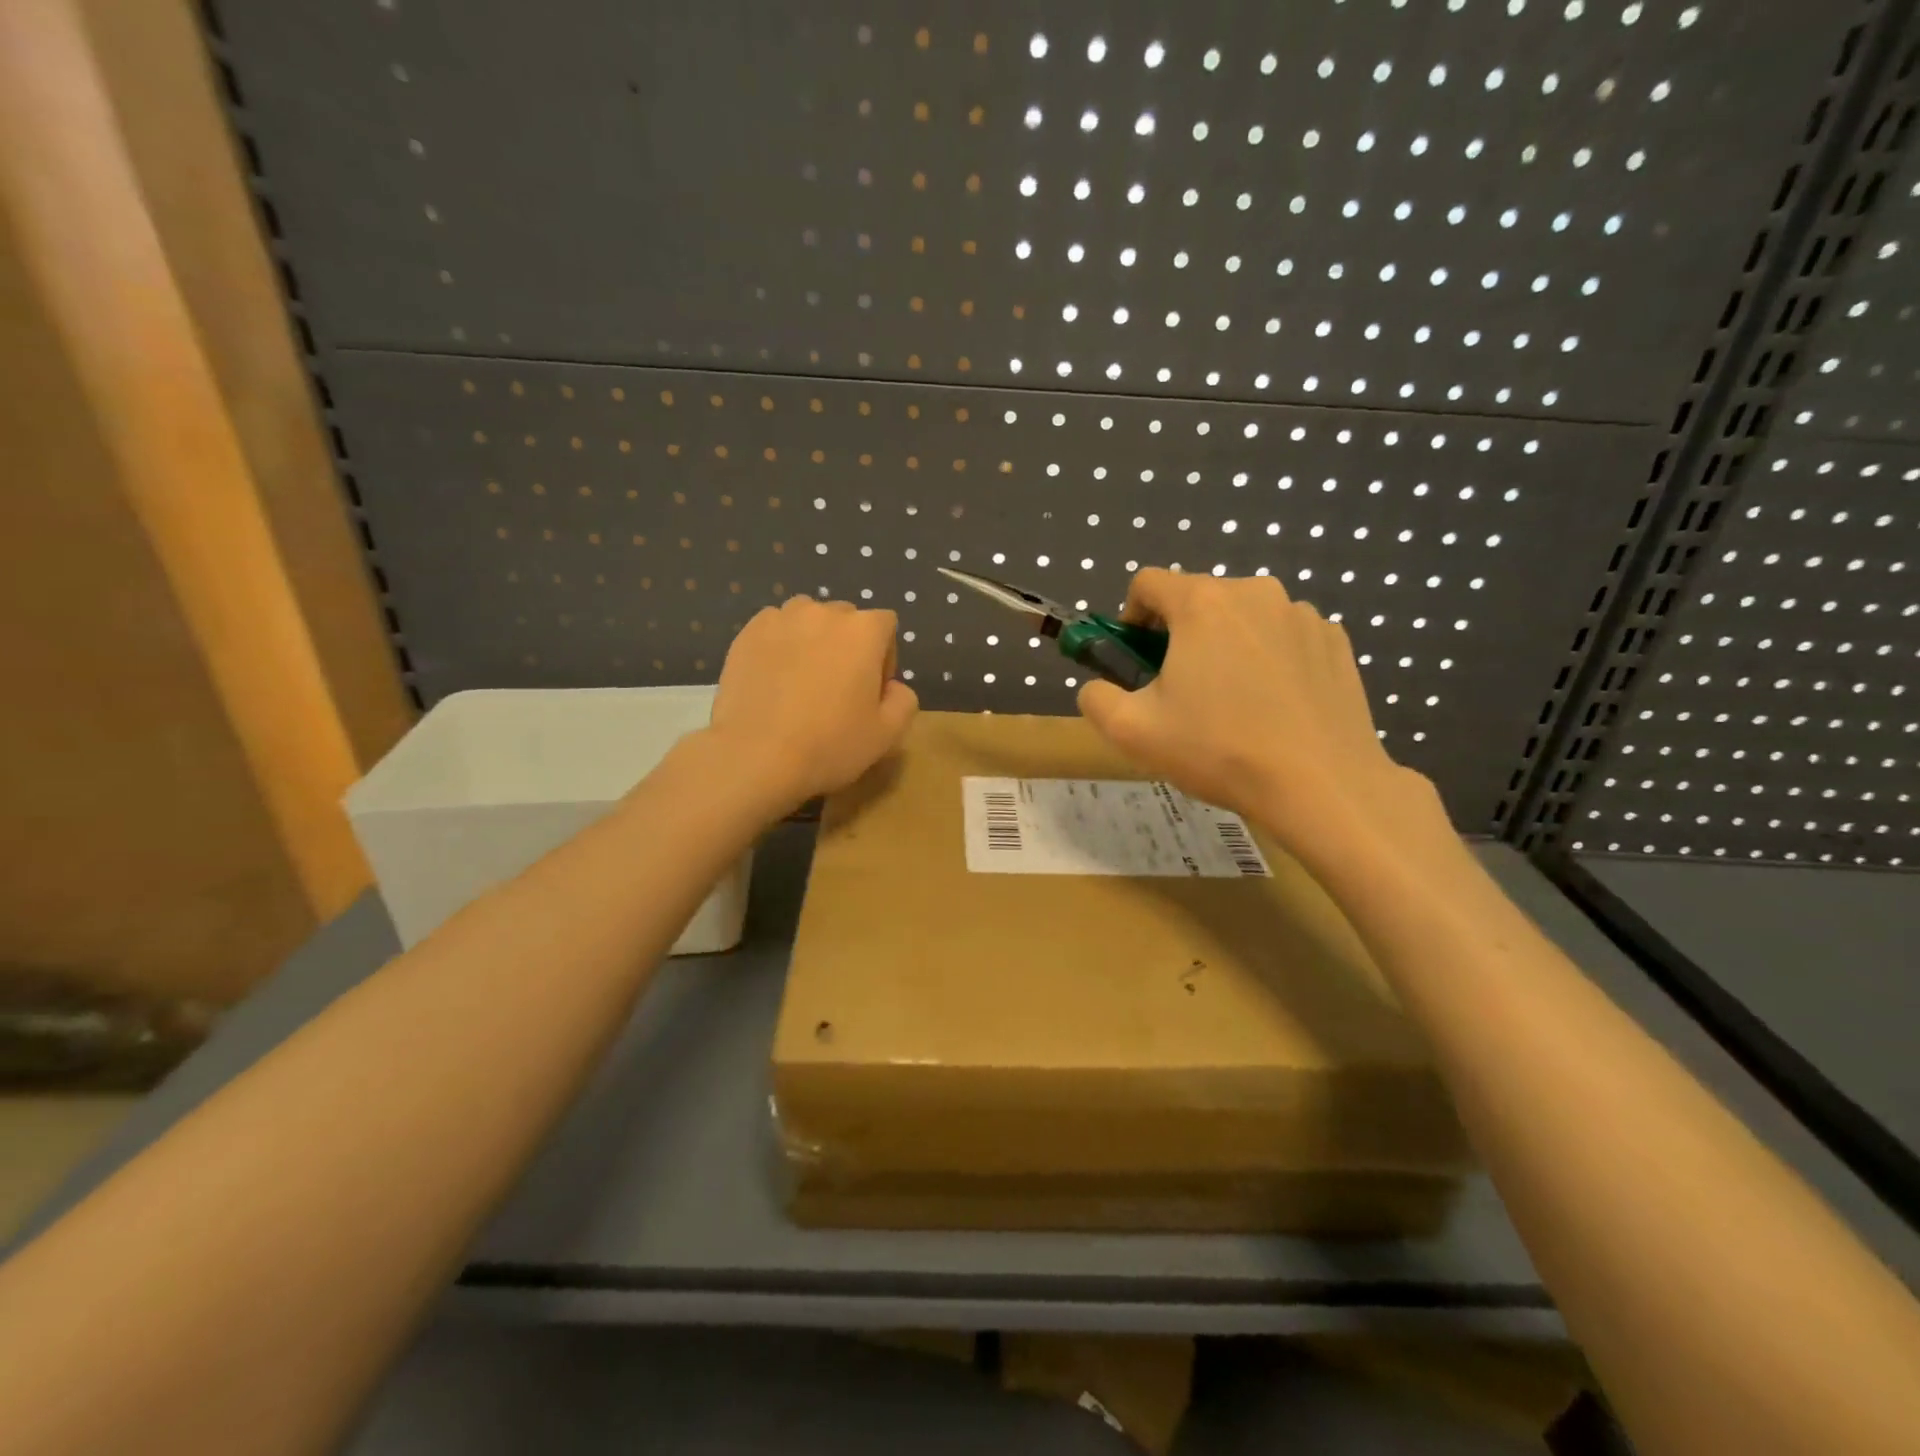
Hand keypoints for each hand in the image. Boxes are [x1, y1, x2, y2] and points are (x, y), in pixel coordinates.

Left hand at [707, 595, 917, 811]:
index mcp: (863, 630)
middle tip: (836, 688)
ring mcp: (781, 618)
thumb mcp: (888, 734)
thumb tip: (893, 687)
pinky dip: (779, 645)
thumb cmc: (830, 744)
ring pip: (807, 619)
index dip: (884, 657)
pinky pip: (774, 629)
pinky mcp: (747, 633)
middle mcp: (823, 612)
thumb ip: (904, 700)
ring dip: (812, 640)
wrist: (755, 756)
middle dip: (847, 646)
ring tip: (801, 679)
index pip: (885, 626)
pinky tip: (773, 679)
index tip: (871, 691)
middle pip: (846, 619)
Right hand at [1076, 569, 1443, 864]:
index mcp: (1202, 603)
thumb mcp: (1132, 732)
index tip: (1136, 657)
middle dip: (1180, 634)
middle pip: (1199, 599)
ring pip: (1244, 618)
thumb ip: (1096, 698)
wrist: (1321, 785)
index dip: (1131, 616)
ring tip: (1233, 702)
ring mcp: (1302, 614)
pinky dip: (1270, 658)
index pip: (1149, 583)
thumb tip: (1097, 688)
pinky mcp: (1335, 641)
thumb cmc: (1218, 750)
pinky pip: (1284, 636)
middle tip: (1181, 690)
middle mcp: (1255, 592)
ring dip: (1226, 645)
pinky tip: (1275, 706)